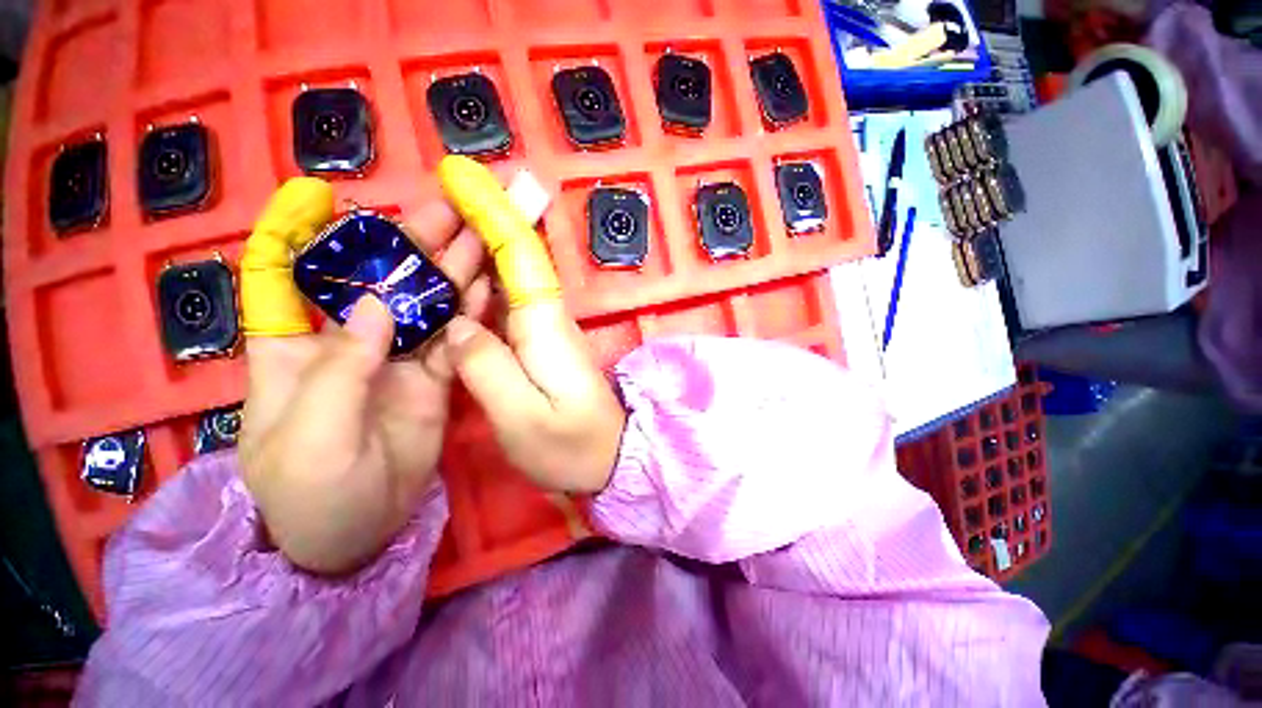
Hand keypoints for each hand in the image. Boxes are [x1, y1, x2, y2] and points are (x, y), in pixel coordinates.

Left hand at [237, 178, 490, 573]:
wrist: (361, 534)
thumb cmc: (312, 496)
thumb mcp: (312, 439)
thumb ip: (341, 369)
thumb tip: (376, 303)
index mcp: (293, 350)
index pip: (279, 277)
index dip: (294, 232)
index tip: (318, 194)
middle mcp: (347, 343)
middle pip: (375, 279)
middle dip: (405, 242)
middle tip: (445, 207)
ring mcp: (396, 360)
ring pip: (424, 304)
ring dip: (449, 271)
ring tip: (478, 236)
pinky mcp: (433, 378)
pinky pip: (452, 337)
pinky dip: (468, 312)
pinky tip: (486, 287)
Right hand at [437, 156, 626, 493]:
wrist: (611, 460)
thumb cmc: (571, 446)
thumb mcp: (521, 416)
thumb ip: (486, 367)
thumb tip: (459, 325)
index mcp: (544, 326)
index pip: (520, 254)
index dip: (493, 213)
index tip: (464, 175)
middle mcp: (548, 317)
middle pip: (516, 257)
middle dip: (483, 218)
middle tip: (443, 188)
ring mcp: (546, 331)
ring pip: (511, 277)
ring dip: (480, 245)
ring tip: (440, 219)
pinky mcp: (542, 346)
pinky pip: (508, 304)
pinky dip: (485, 282)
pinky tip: (460, 278)